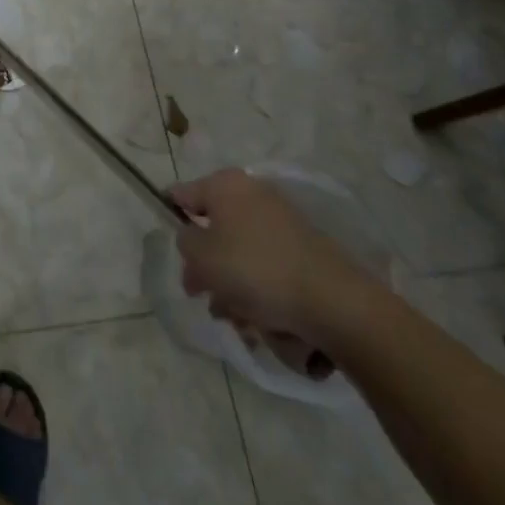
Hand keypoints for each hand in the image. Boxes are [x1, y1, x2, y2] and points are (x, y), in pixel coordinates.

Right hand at [169, 168, 372, 347]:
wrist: (333, 301)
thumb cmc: (255, 269)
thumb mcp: (201, 256)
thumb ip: (185, 242)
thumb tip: (192, 239)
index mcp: (225, 185)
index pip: (183, 194)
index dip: (171, 217)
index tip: (171, 248)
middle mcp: (252, 193)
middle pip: (214, 226)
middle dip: (204, 263)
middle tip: (200, 293)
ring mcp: (281, 220)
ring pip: (240, 249)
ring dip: (230, 281)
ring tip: (232, 317)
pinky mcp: (303, 248)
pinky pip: (266, 263)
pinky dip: (257, 286)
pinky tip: (257, 318)